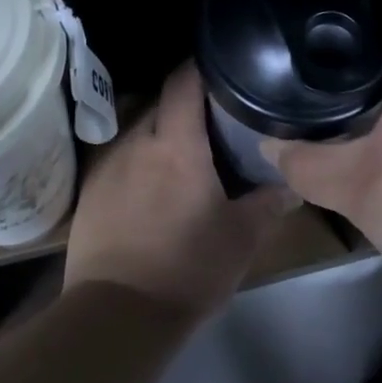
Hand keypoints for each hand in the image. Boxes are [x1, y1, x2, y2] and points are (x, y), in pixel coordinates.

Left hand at [64, 64, 294, 318]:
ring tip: (182, 154)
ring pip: (138, 131)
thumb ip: (268, 205)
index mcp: (176, 145)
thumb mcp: (241, 239)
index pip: (184, 82)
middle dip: (185, 105)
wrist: (116, 315)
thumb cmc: (187, 268)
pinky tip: (150, 187)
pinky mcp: (89, 192)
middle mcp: (137, 143)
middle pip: (161, 104)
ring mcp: (107, 166)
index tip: (221, 68)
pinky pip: (118, 160)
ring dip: (160, 135)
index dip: (201, 67)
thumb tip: (292, 186)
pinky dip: (137, 162)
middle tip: (213, 120)